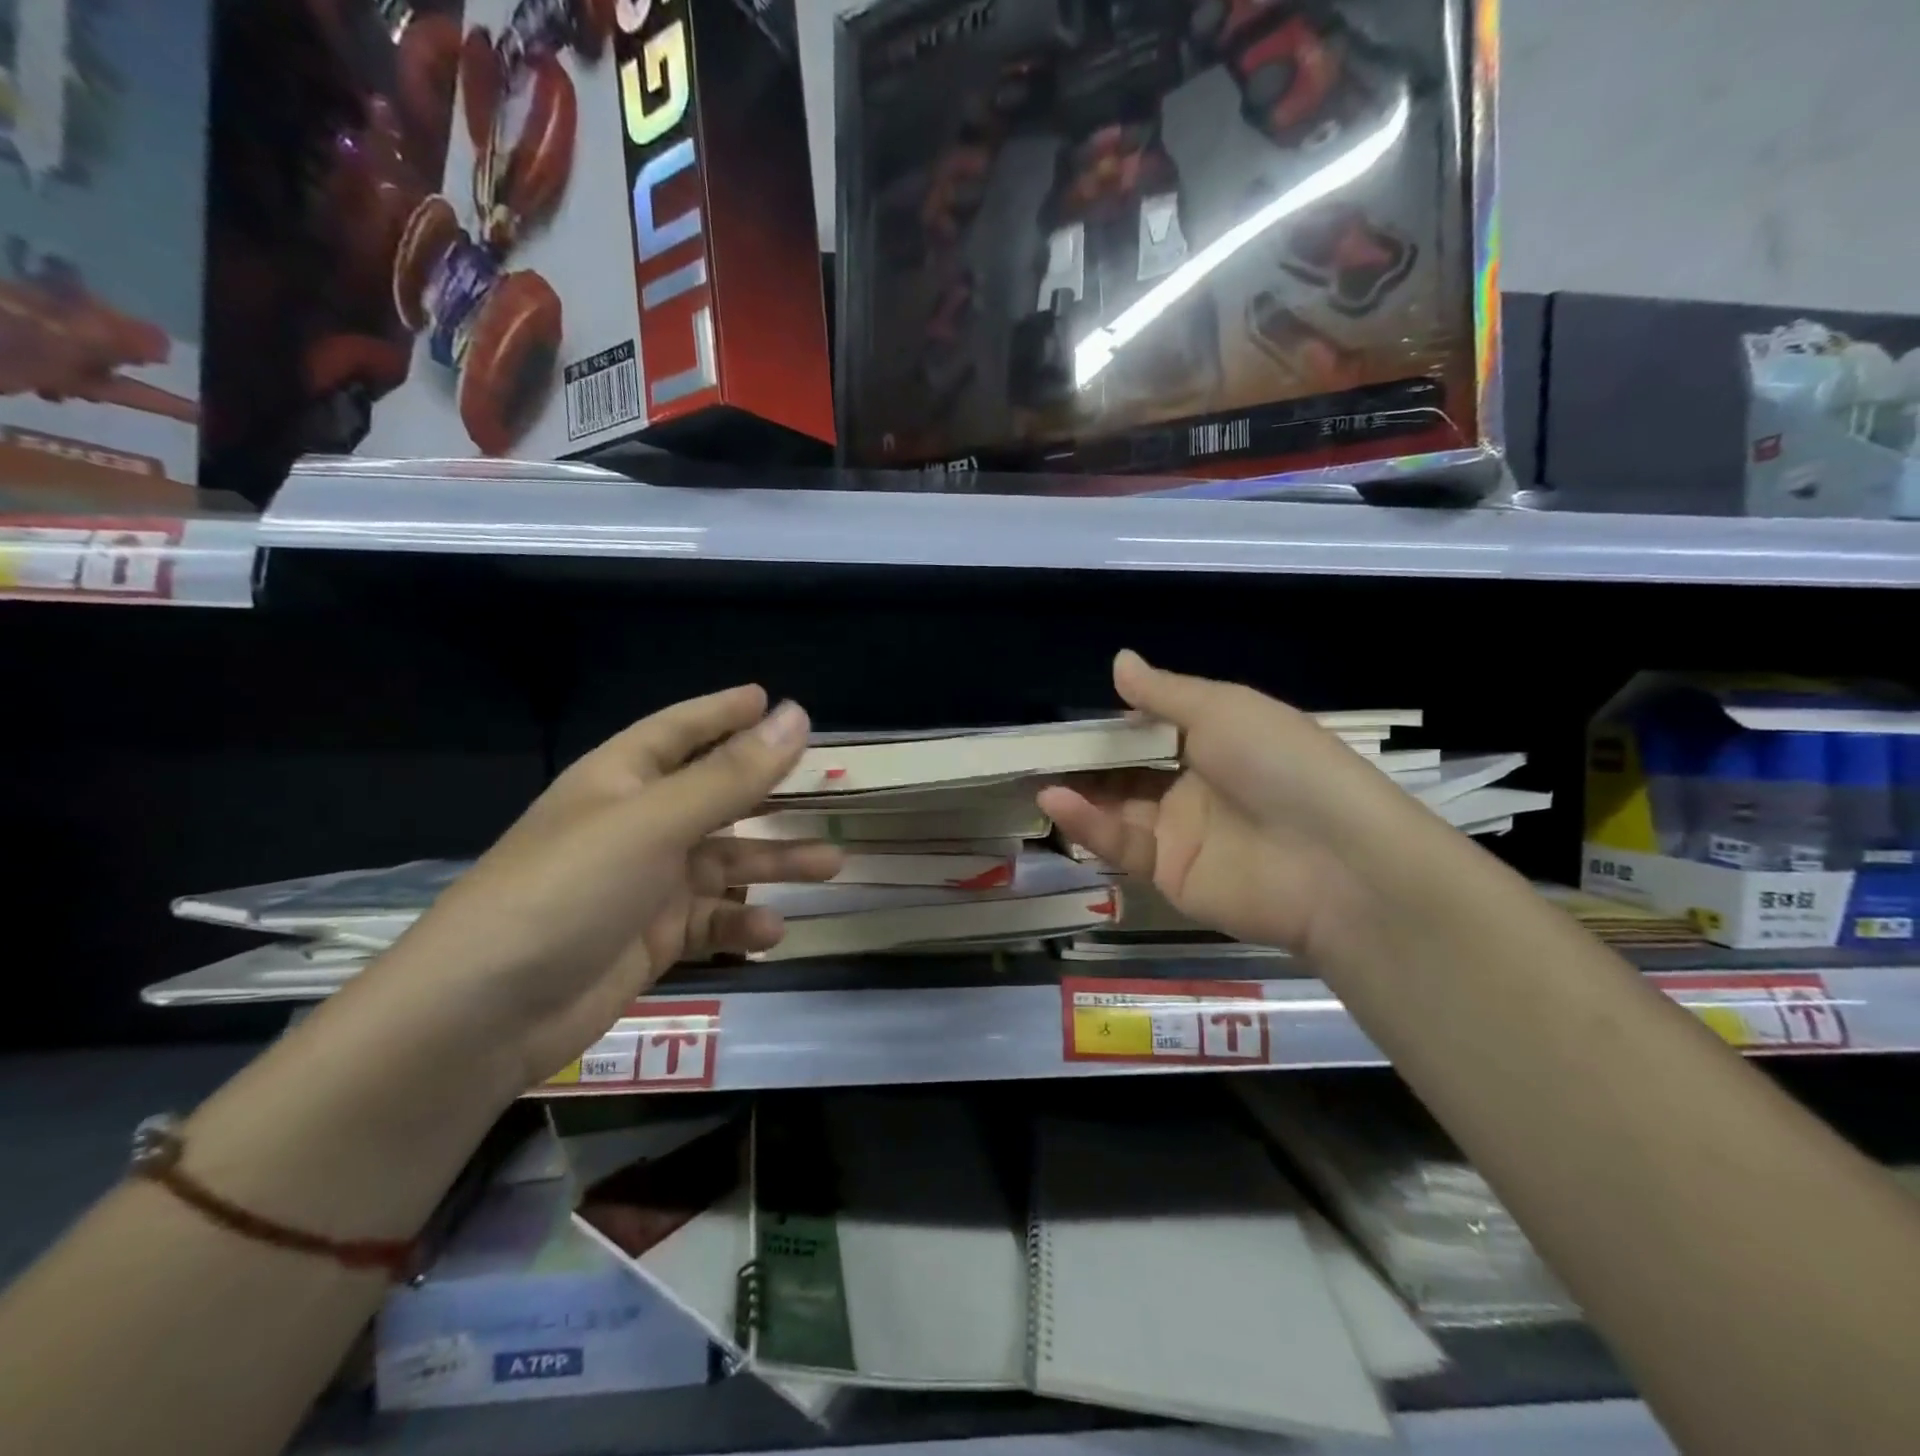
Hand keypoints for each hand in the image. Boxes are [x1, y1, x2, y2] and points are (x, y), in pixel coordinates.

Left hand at [354, 686, 839, 1097]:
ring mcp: (644, 885)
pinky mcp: (650, 940)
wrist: (484, 1016)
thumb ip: (732, 774)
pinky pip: (711, 921)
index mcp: (621, 780)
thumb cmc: (568, 891)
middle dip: (768, 794)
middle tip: (825, 787)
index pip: (679, 730)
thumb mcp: (655, 824)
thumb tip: (797, 715)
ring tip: (830, 867)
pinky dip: (741, 923)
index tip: (768, 698)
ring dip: (773, 864)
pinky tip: (769, 933)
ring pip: (724, 863)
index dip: (722, 712)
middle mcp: (635, 825)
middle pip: (715, 798)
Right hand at [1039, 651, 1432, 959]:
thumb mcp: (1223, 710)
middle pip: (1129, 773)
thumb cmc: (1281, 763)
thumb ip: (1164, 693)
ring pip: (1118, 810)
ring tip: (1036, 775)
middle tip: (1037, 749)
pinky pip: (1122, 845)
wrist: (1334, 860)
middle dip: (1087, 762)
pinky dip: (1088, 824)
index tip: (1070, 715)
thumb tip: (1118, 661)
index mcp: (1217, 743)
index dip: (1114, 725)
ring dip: (1079, 792)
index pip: (1153, 732)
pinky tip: (1056, 801)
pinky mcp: (1169, 874)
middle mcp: (1196, 787)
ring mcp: (1181, 834)